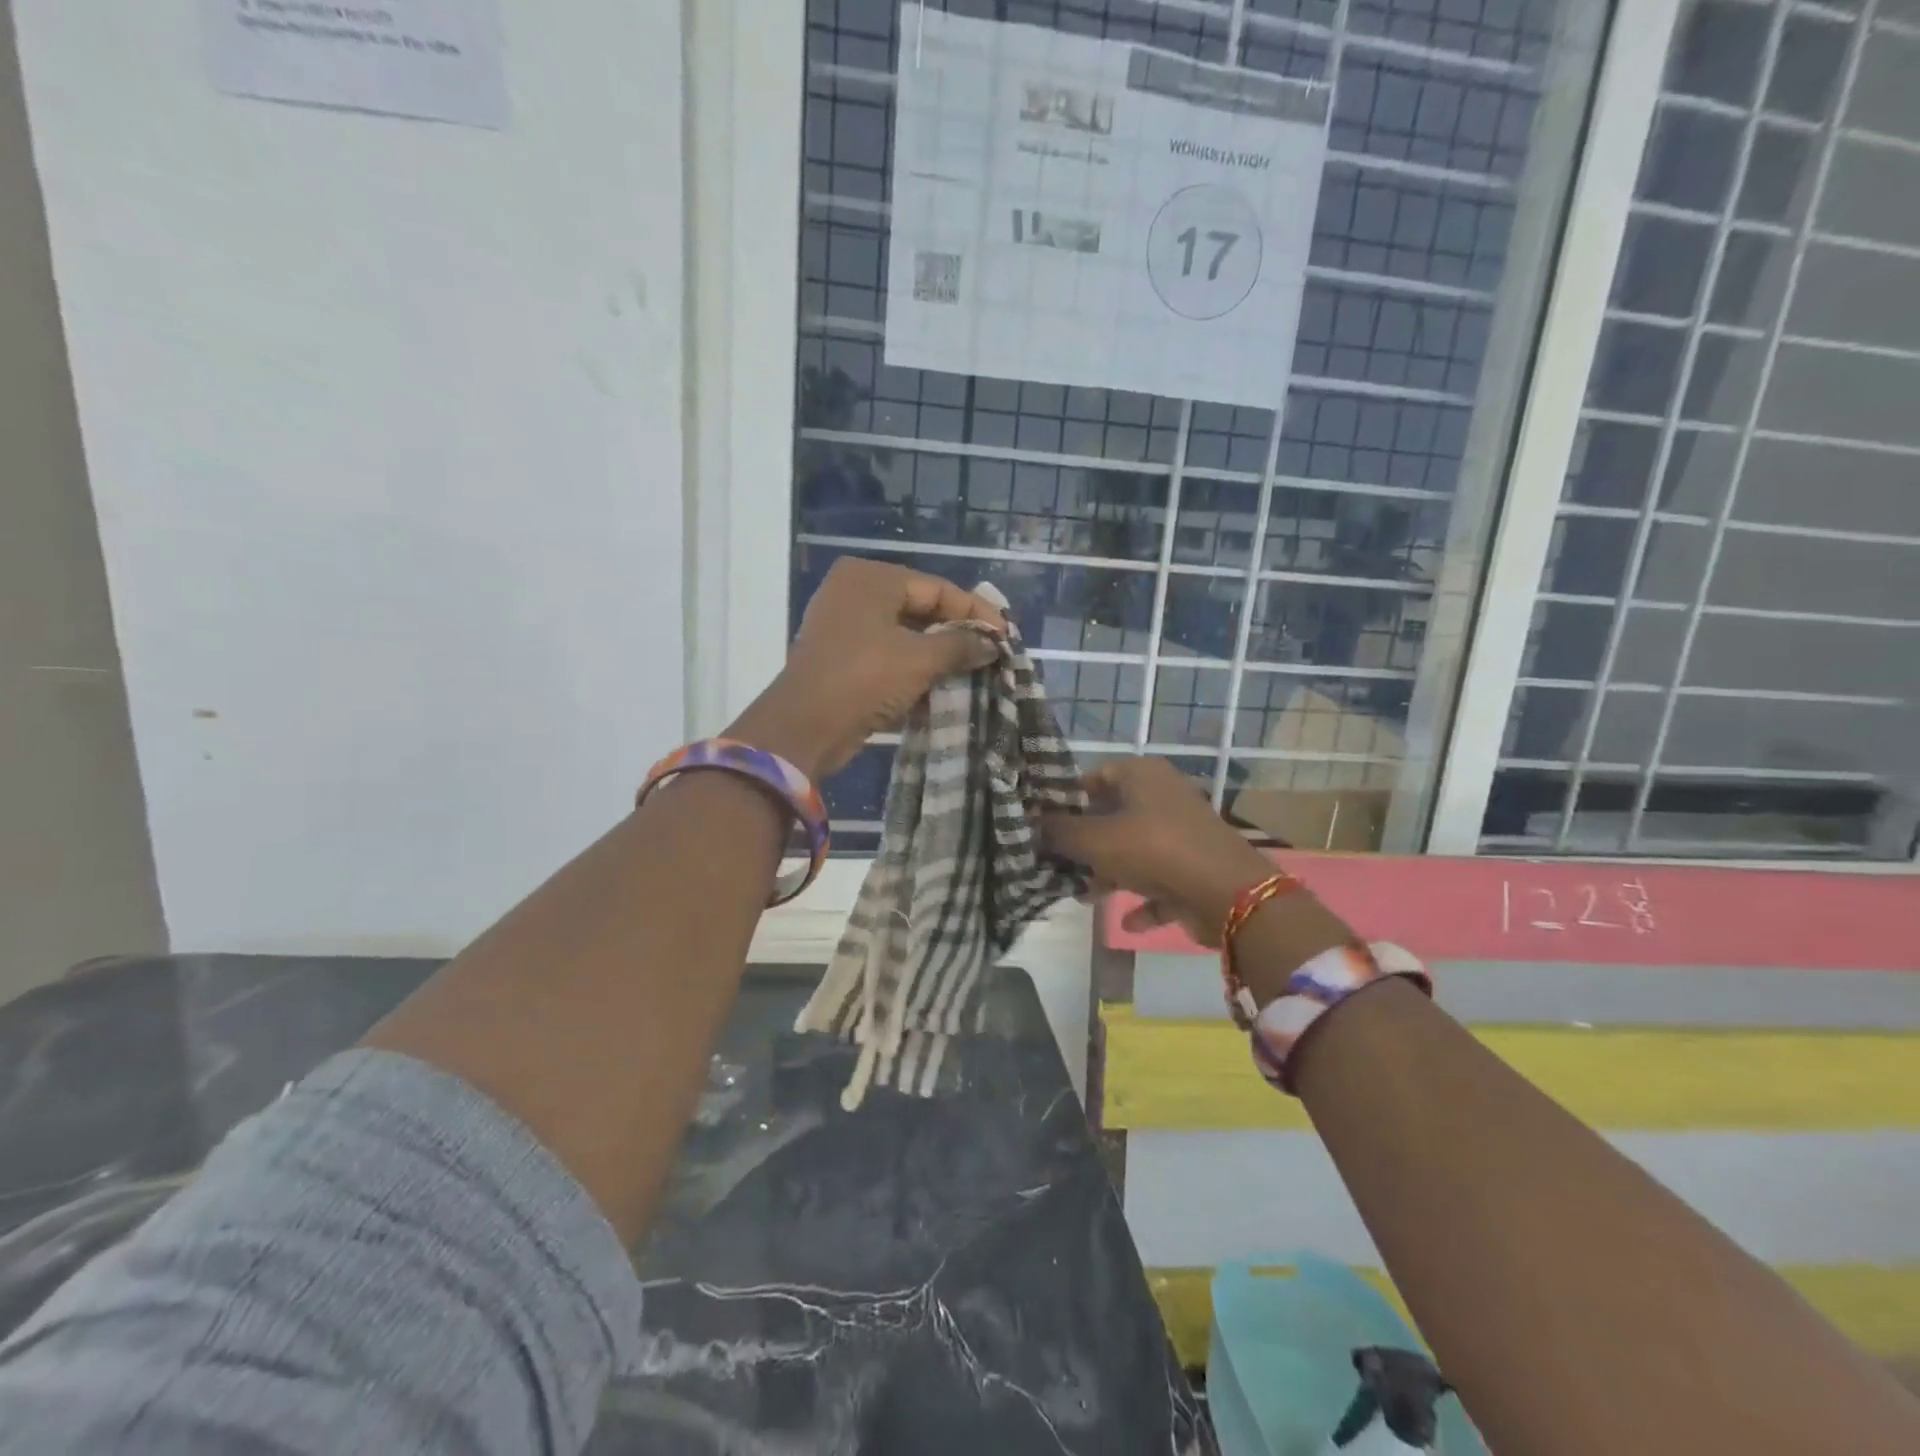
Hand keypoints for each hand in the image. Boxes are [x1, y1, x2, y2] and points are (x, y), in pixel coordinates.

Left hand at [727, 558, 1005, 779]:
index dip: (975, 612)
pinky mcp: (841, 658)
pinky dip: (913, 668)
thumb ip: (960, 645)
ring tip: (973, 672)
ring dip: (937, 655)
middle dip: (956, 634)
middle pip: (920, 609)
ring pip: (904, 634)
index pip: (936, 588)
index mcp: (870, 578)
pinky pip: (887, 655)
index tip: (1006, 635)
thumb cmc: (864, 679)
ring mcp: (843, 626)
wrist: (805, 728)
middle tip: (991, 653)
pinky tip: (941, 686)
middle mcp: (854, 593)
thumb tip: (992, 644)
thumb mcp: (919, 659)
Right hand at [1040, 757, 1275, 945]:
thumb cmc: (1154, 850)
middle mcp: (1164, 797)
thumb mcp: (1095, 839)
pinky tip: (1125, 921)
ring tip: (1081, 895)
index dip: (1066, 798)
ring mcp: (1182, 833)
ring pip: (1133, 850)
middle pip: (1112, 815)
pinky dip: (1142, 899)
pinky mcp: (1194, 868)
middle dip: (1084, 842)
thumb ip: (1060, 832)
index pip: (1094, 776)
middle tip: (1054, 862)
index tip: (1041, 823)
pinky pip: (1159, 882)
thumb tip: (1034, 825)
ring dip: (1108, 873)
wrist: (1228, 894)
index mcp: (1142, 775)